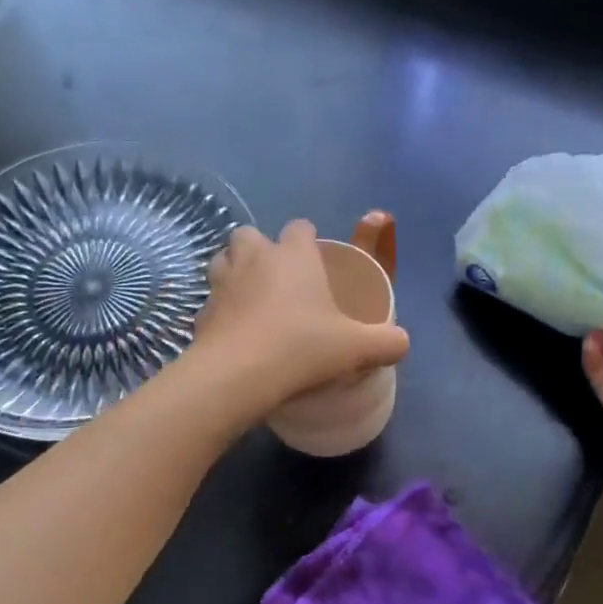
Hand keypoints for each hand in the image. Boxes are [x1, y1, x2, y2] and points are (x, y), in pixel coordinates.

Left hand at [193, 221, 409, 410]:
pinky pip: (210, 303)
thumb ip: (386, 342)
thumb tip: (402, 343)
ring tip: (250, 299)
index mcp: (292, 255)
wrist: (240, 375)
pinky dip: (220, 312)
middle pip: (249, 234)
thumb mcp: (356, 348)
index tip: (315, 262)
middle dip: (260, 250)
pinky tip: (233, 334)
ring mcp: (221, 283)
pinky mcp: (200, 313)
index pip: (299, 227)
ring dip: (233, 272)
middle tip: (277, 280)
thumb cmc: (302, 348)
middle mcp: (253, 259)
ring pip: (221, 261)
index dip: (307, 241)